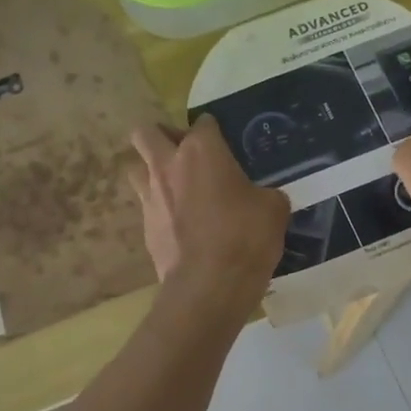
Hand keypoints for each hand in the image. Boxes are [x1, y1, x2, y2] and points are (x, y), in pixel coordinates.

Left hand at [127, 114, 290, 314]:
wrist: (209, 286)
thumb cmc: (245, 237)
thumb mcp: (274, 209)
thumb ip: (264, 193)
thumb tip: (261, 199)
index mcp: (201, 151)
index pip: (203, 123)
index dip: (214, 131)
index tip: (225, 145)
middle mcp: (168, 166)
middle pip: (146, 133)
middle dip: (161, 136)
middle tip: (184, 153)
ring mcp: (150, 197)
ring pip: (136, 168)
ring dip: (152, 171)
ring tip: (176, 188)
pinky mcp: (145, 228)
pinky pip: (147, 207)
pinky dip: (160, 210)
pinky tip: (180, 226)